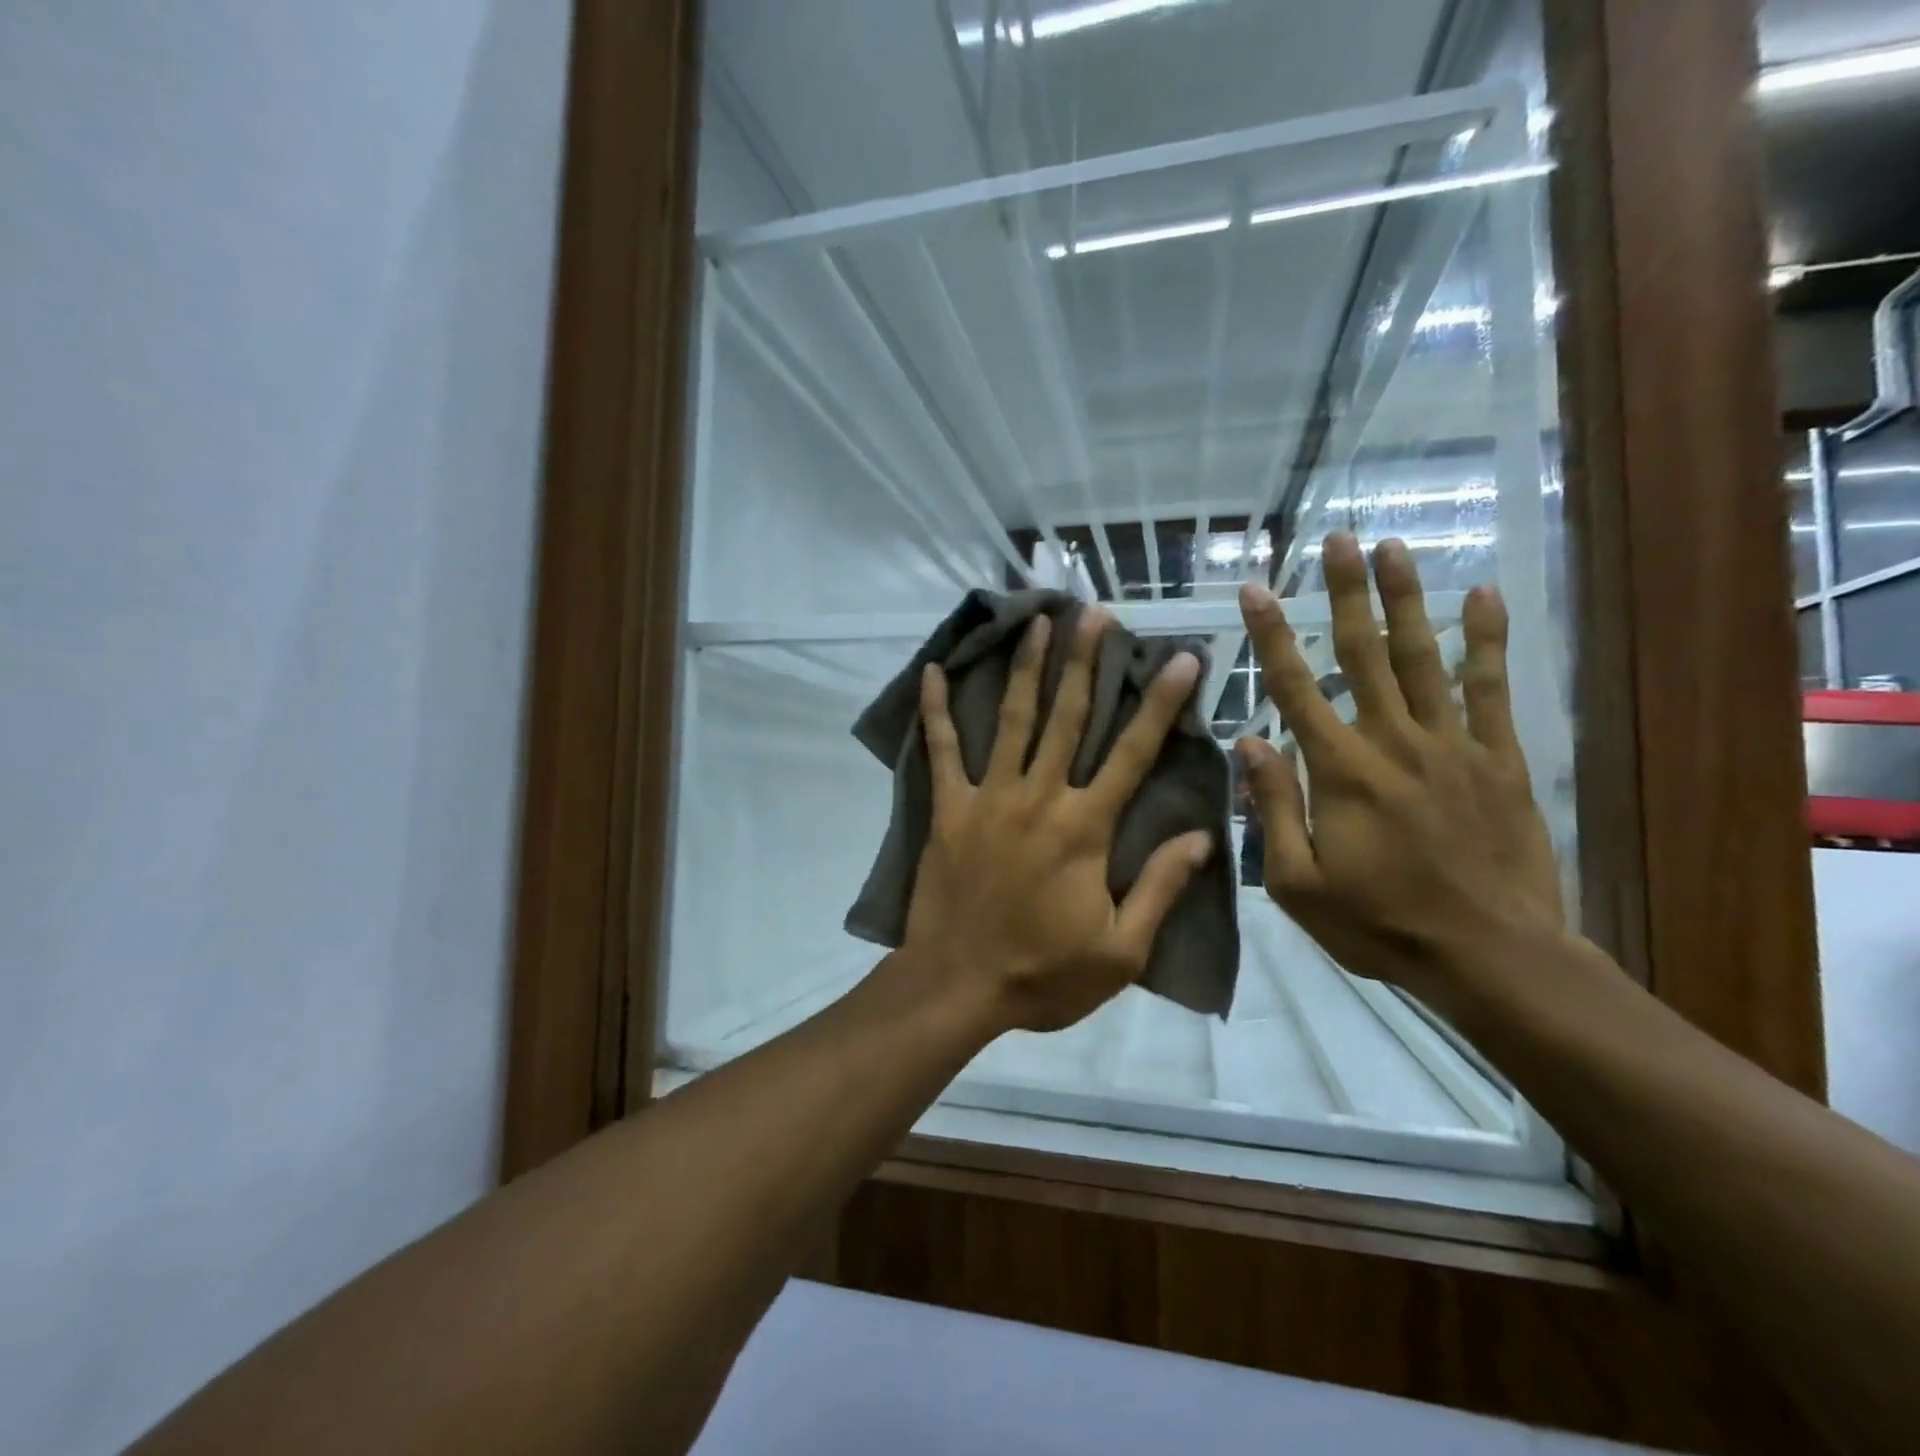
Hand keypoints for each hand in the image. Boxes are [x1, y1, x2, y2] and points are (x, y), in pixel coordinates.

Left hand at [901, 608, 1213, 1034]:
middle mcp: (1038, 797)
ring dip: (1027, 667)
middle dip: (1086, 662)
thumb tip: (1201, 836)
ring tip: (1038, 621)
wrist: (958, 986)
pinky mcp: (948, 809)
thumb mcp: (1121, 950)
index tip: (1180, 658)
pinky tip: (934, 671)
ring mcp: (988, 798)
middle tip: (1097, 613)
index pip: (1132, 753)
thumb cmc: (1044, 974)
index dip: (1160, 703)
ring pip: (1012, 719)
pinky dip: (937, 710)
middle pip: (1068, 718)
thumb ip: (1161, 887)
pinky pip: (942, 751)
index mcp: (1085, 828)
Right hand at [1236, 534, 1562, 1009]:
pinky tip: (1484, 597)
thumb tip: (1249, 743)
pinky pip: (1491, 690)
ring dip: (1407, 599)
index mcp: (1340, 771)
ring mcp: (1451, 745)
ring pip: (1423, 657)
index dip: (1271, 636)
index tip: (1256, 590)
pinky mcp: (1499, 759)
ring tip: (1395, 548)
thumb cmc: (1379, 923)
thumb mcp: (1298, 883)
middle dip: (1345, 593)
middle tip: (1337, 540)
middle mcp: (1393, 741)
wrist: (1490, 955)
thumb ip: (1272, 808)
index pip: (1295, 688)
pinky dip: (1487, 641)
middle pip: (1363, 653)